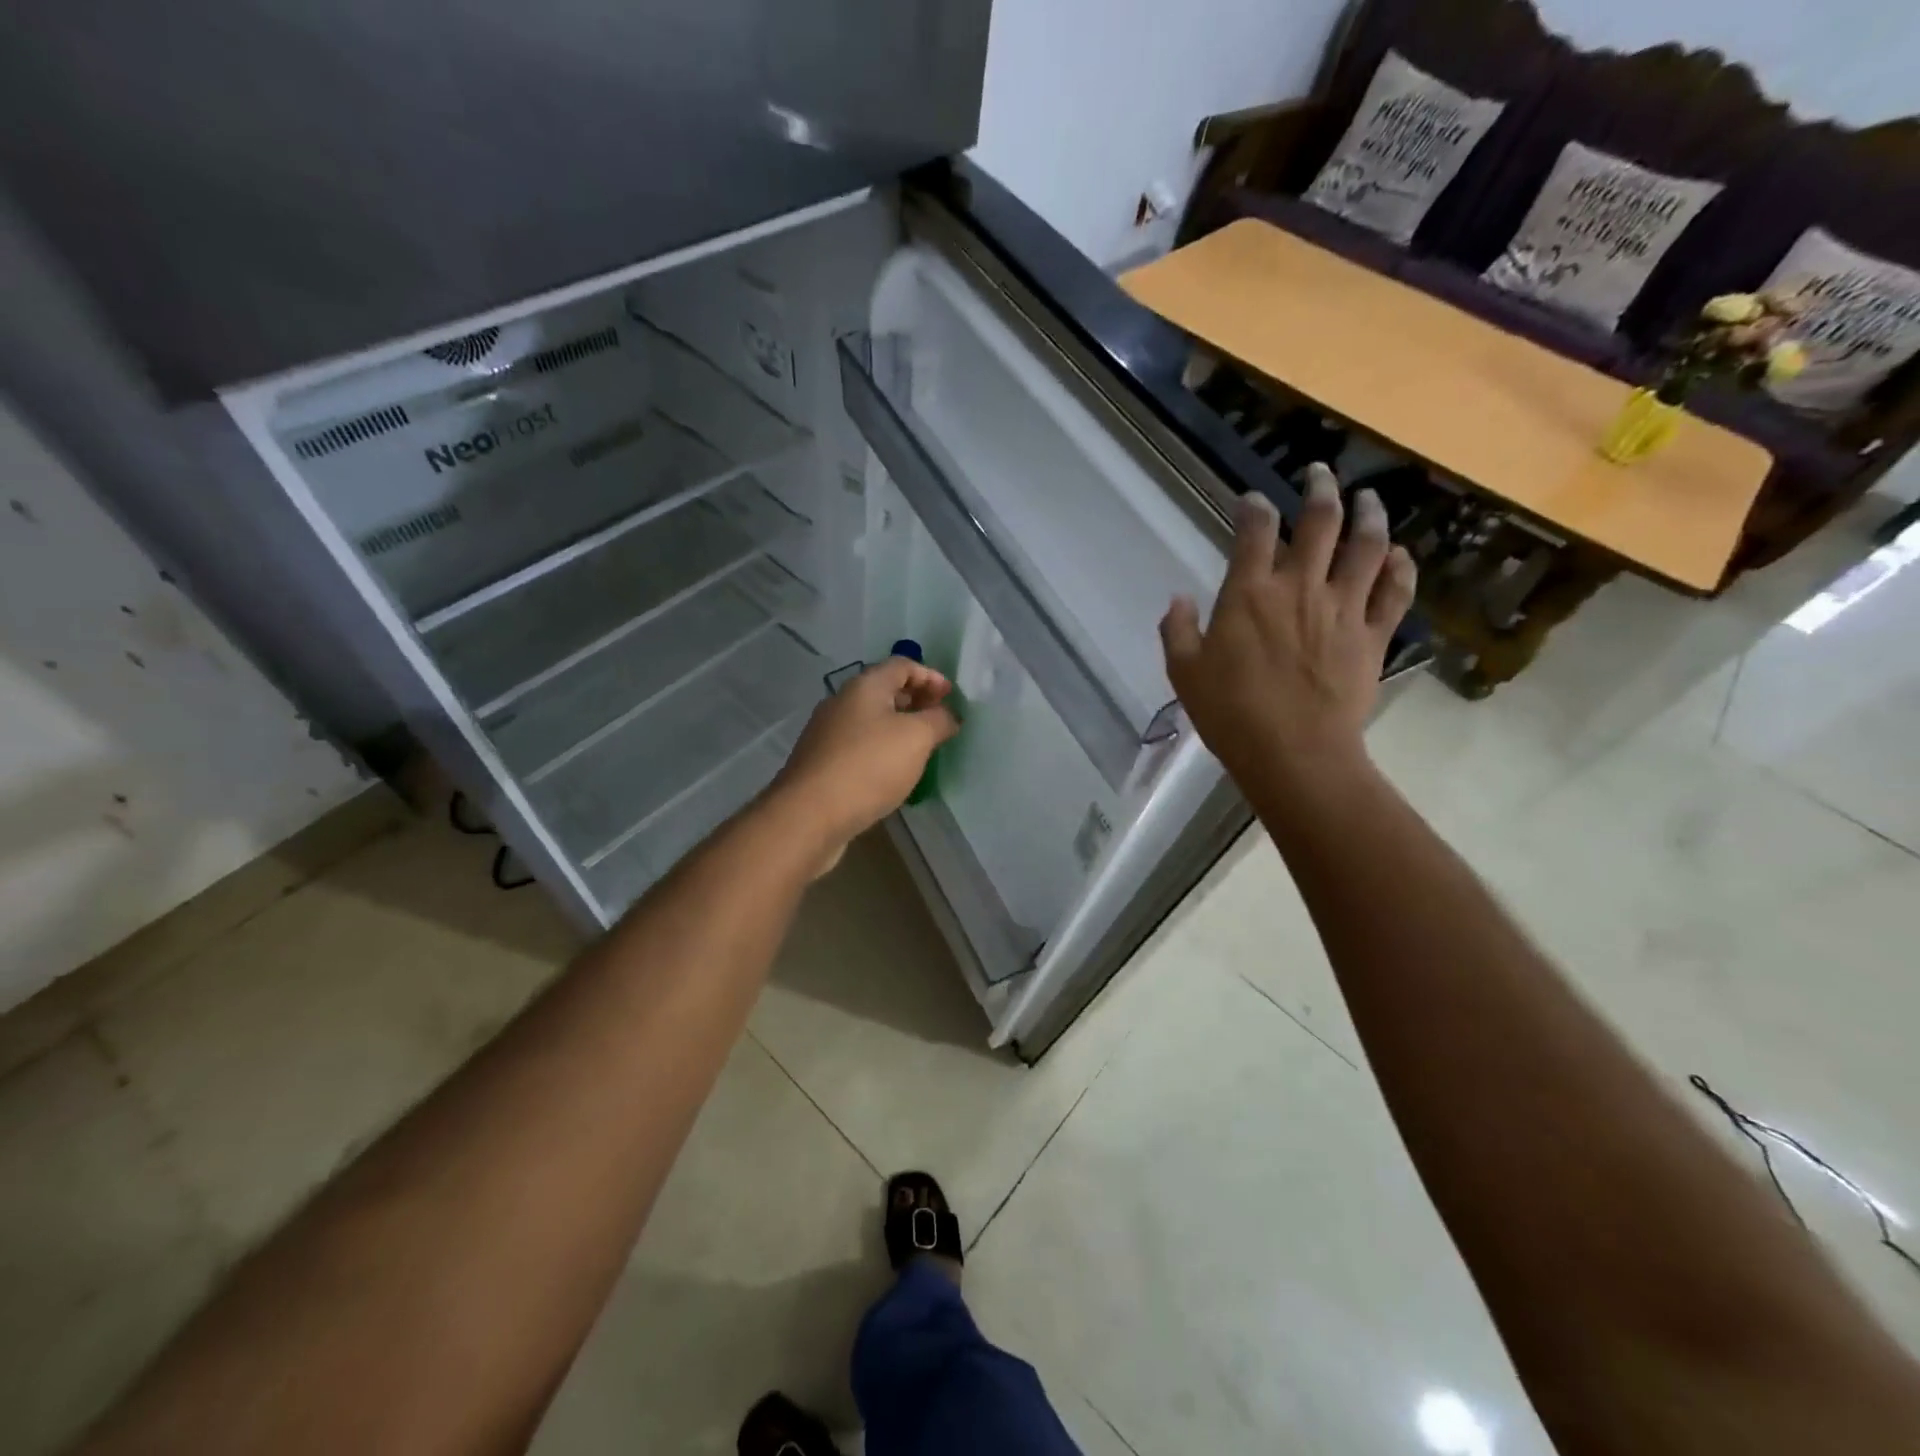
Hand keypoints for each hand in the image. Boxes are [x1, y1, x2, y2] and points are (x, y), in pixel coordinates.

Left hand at [770, 657, 959, 861]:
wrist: (808, 815)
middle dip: (916, 701)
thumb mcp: (916, 738)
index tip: (951, 697)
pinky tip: (892, 772)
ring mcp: (827, 734)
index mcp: (864, 686)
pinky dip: (881, 749)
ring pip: (870, 720)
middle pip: (884, 690)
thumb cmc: (868, 766)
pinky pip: (858, 746)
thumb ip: (939, 720)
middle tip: (940, 721)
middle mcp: (841, 703)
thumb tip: (948, 715)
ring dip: (898, 727)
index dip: (930, 676)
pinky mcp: (821, 763)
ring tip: (921, 748)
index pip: (902, 665)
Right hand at [1160, 464, 1415, 789]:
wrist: (1294, 753)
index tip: (1252, 500)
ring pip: (1366, 546)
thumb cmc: (1231, 714)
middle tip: (1320, 473)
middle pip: (1319, 522)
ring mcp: (1343, 609)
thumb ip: (1178, 630)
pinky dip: (1400, 568)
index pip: (1254, 532)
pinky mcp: (1373, 636)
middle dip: (1320, 489)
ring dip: (1369, 515)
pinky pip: (1395, 592)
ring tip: (1367, 499)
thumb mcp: (1185, 673)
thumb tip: (1179, 600)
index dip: (1253, 507)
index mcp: (1249, 593)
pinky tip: (1399, 555)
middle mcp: (1300, 587)